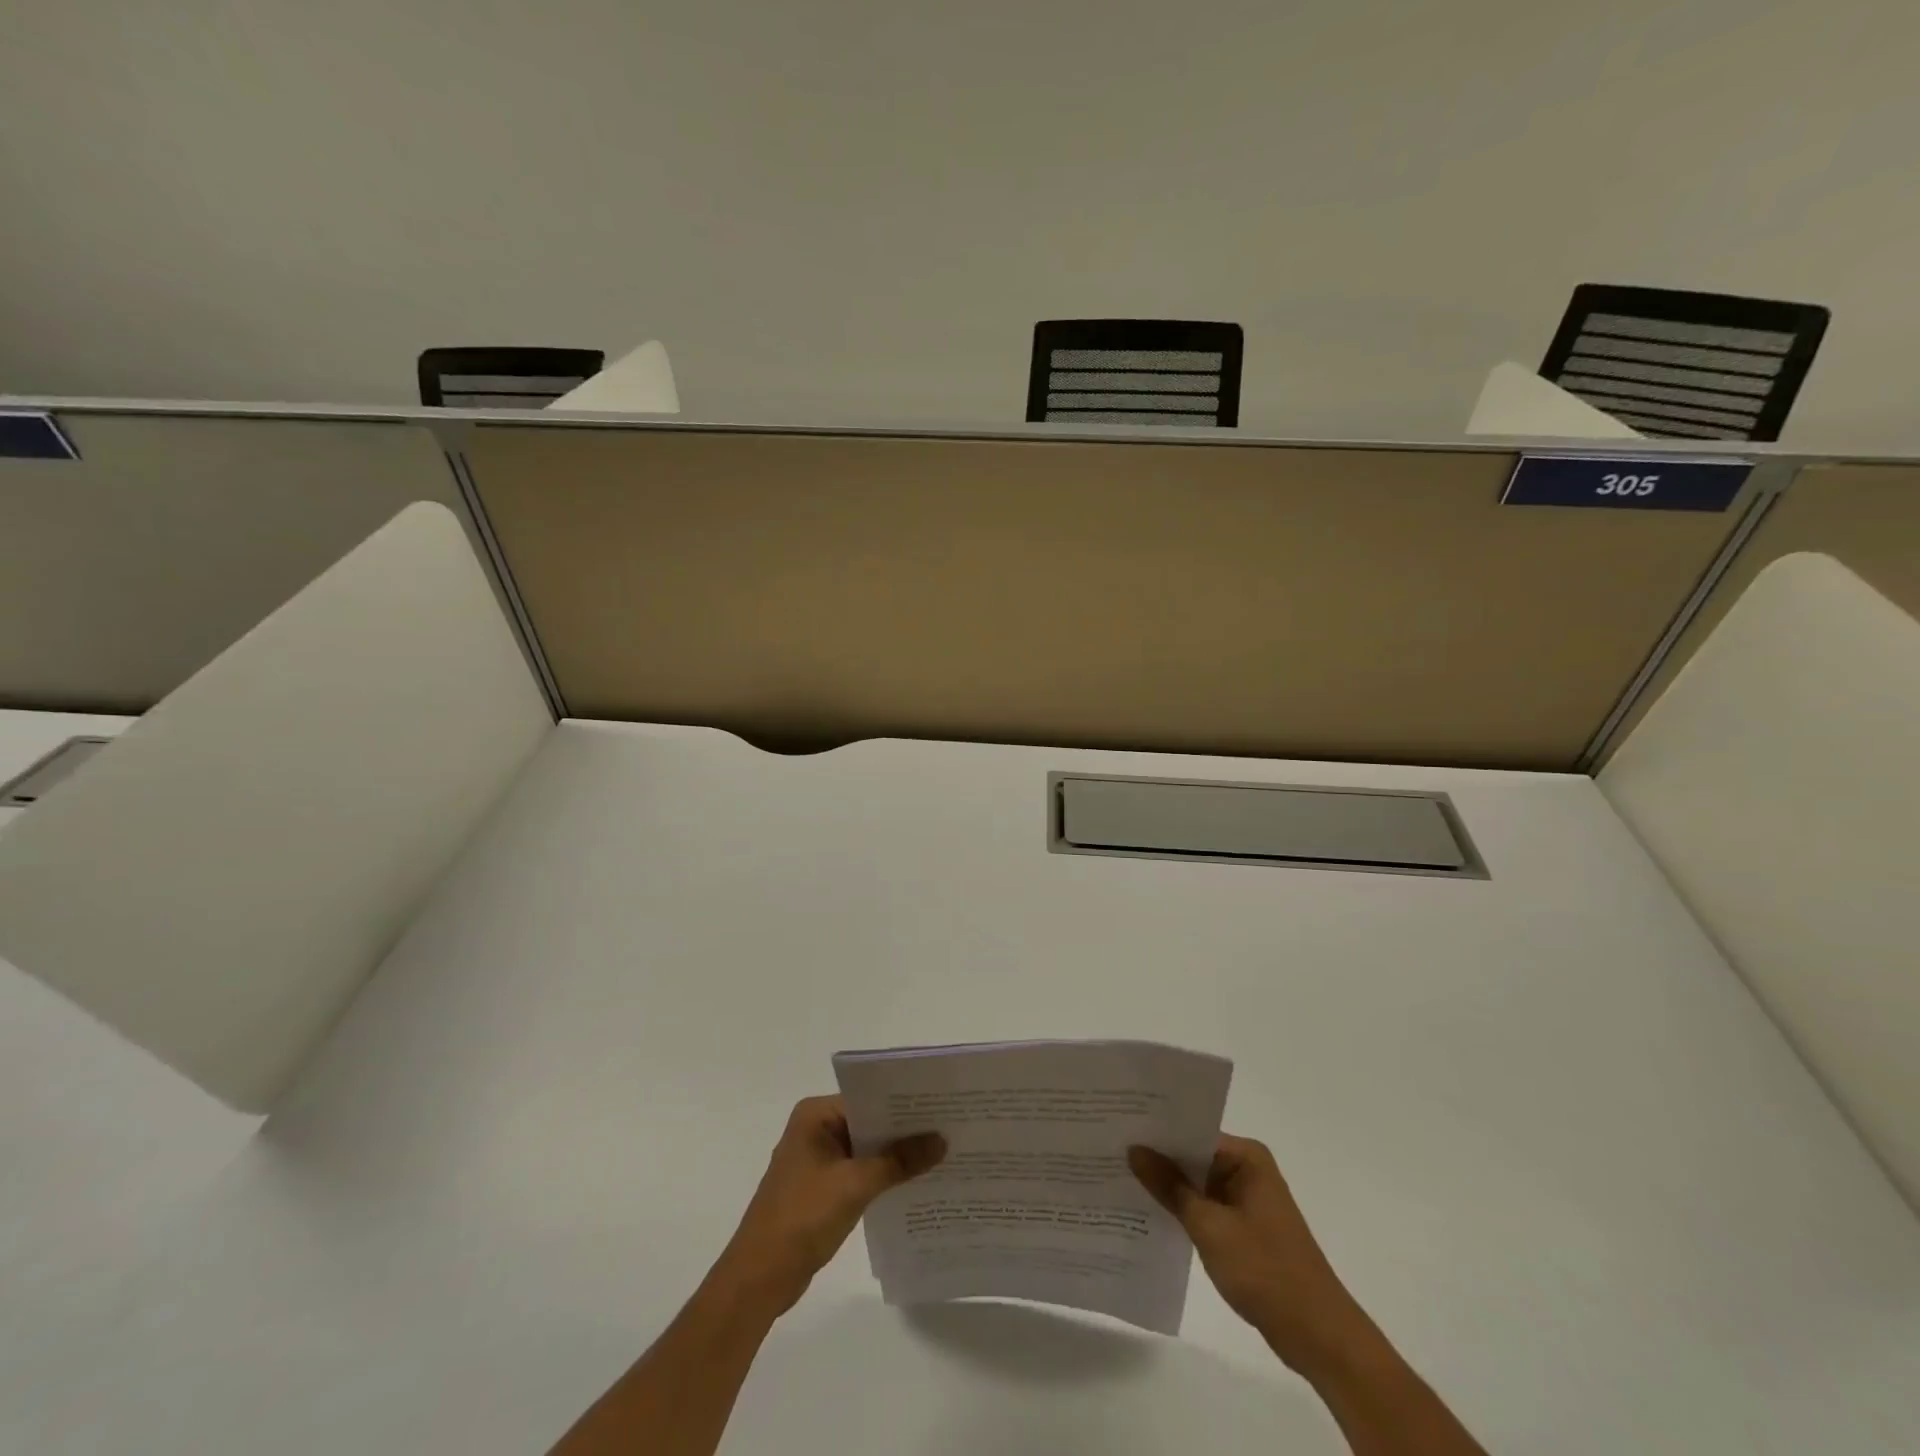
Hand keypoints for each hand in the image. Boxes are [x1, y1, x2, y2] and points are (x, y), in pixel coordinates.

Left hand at [714, 1096, 944, 1317]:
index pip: (869, 1099)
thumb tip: (941, 1141)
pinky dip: (883, 1178)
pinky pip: (860, 1172)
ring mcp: (818, 1160)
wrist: (759, 1280)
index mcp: (816, 1115)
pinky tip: (915, 1185)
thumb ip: (899, 1161)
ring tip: (941, 1156)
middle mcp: (815, 1129)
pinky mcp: (822, 1189)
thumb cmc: (802, 1218)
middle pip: (869, 1123)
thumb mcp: (855, 1185)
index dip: (904, 1105)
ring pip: (867, 1149)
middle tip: (950, 1130)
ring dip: (896, 1157)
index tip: (942, 1108)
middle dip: (905, 1132)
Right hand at [1130, 1135, 1372, 1374]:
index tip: (1116, 1130)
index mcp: (1246, 1157)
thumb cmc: (1266, 1271)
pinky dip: (1182, 1210)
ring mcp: (1247, 1199)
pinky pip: (1205, 1207)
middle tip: (1109, 1152)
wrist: (1318, 1336)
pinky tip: (1148, 1213)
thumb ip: (1170, 1187)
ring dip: (1167, 1187)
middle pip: (1192, 1156)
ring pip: (1196, 1183)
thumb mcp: (1210, 1227)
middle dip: (1157, 1160)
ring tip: (1118, 1178)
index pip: (1191, 1132)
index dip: (1155, 1133)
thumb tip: (1135, 1149)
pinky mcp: (1244, 1227)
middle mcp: (1248, 1169)